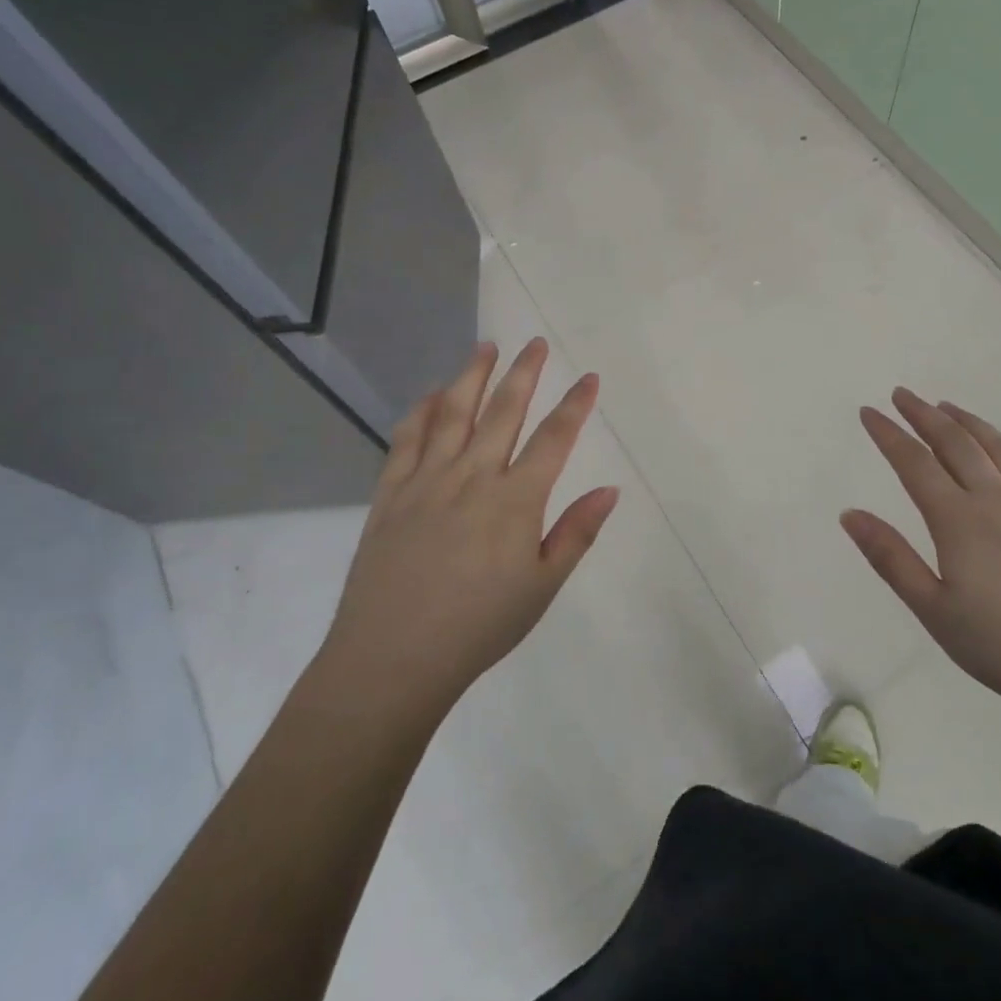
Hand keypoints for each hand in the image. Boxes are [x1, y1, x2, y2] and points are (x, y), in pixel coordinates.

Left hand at [320, 340, 619, 721]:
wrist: (393, 657)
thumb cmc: (479, 627)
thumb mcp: (542, 587)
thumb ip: (576, 533)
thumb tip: (610, 489)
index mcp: (515, 500)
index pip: (554, 439)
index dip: (575, 405)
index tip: (588, 377)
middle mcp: (472, 476)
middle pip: (503, 412)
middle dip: (524, 374)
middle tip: (535, 343)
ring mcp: (427, 480)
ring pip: (453, 413)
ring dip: (472, 376)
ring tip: (486, 347)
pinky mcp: (390, 493)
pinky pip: (406, 440)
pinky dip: (420, 411)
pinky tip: (431, 395)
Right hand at [842, 388, 1000, 715]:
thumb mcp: (935, 610)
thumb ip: (891, 558)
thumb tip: (850, 514)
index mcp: (959, 520)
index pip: (914, 463)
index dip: (889, 434)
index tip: (869, 412)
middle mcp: (997, 500)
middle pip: (956, 443)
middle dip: (925, 415)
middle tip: (903, 395)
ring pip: (998, 449)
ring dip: (968, 422)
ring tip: (948, 407)